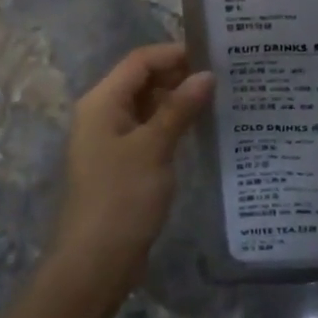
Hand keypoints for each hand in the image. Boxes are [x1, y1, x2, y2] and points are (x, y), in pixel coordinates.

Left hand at [49, 43, 212, 302]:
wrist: (94, 264)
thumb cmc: (121, 198)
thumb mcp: (154, 148)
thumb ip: (180, 107)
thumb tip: (207, 75)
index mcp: (102, 102)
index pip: (140, 61)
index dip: (174, 53)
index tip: (213, 55)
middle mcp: (103, 113)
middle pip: (143, 80)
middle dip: (179, 75)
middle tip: (222, 76)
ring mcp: (111, 139)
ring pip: (148, 105)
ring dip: (178, 99)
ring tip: (218, 97)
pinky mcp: (122, 162)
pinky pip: (149, 129)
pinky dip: (172, 123)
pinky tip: (200, 127)